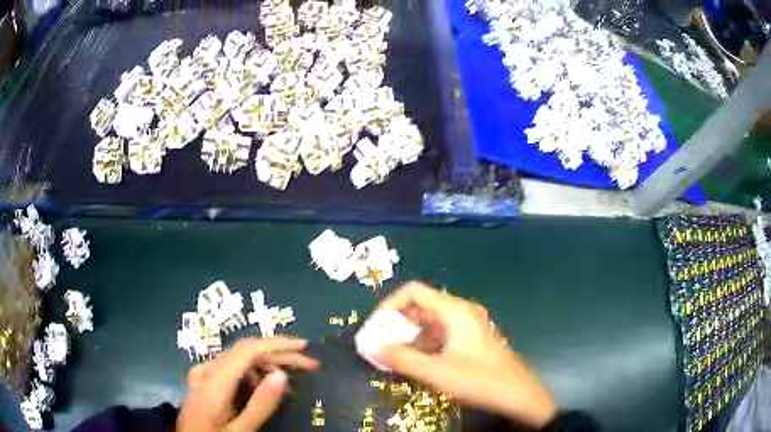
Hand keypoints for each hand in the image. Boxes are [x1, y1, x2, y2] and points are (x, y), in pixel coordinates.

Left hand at [177, 337, 319, 431]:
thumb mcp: (241, 430)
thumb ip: (260, 404)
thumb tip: (281, 373)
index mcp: (214, 381)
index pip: (248, 351)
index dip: (277, 344)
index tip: (304, 347)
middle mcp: (207, 370)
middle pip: (245, 351)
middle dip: (278, 354)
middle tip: (308, 365)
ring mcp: (203, 374)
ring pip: (239, 359)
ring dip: (266, 365)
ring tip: (287, 383)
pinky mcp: (203, 380)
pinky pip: (231, 368)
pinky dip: (251, 373)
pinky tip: (261, 387)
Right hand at [371, 282, 557, 428]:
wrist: (518, 393)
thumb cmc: (479, 380)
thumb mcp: (436, 372)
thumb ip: (402, 359)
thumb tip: (374, 348)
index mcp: (454, 311)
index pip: (414, 291)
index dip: (390, 305)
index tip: (377, 327)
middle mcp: (462, 311)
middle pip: (422, 305)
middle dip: (398, 323)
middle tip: (381, 343)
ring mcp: (469, 324)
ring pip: (431, 321)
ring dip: (410, 335)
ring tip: (395, 356)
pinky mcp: (472, 338)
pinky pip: (442, 332)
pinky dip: (425, 342)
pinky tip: (418, 361)